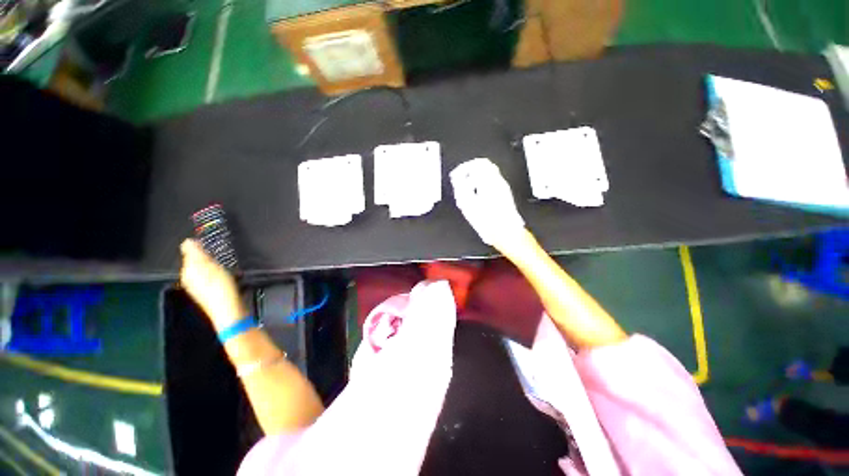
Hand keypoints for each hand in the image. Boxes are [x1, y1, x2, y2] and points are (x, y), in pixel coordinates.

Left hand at [180, 239, 245, 329]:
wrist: (230, 310)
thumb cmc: (220, 288)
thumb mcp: (208, 266)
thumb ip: (197, 254)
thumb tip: (187, 241)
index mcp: (188, 272)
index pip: (189, 253)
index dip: (199, 247)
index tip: (210, 244)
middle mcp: (190, 280)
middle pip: (198, 262)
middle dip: (208, 257)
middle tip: (220, 256)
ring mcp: (200, 287)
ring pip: (206, 269)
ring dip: (216, 265)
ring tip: (226, 266)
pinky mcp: (211, 292)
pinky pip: (213, 277)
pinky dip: (220, 274)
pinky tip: (228, 276)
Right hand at [450, 158, 526, 252]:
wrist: (506, 232)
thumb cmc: (489, 222)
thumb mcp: (468, 205)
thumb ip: (460, 188)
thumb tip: (457, 178)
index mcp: (489, 182)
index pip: (477, 163)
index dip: (464, 167)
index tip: (457, 174)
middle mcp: (498, 181)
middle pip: (485, 165)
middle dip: (470, 169)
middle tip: (461, 177)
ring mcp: (503, 187)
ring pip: (489, 172)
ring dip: (476, 175)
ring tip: (467, 185)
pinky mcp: (504, 193)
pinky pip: (492, 180)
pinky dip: (482, 181)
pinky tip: (476, 192)